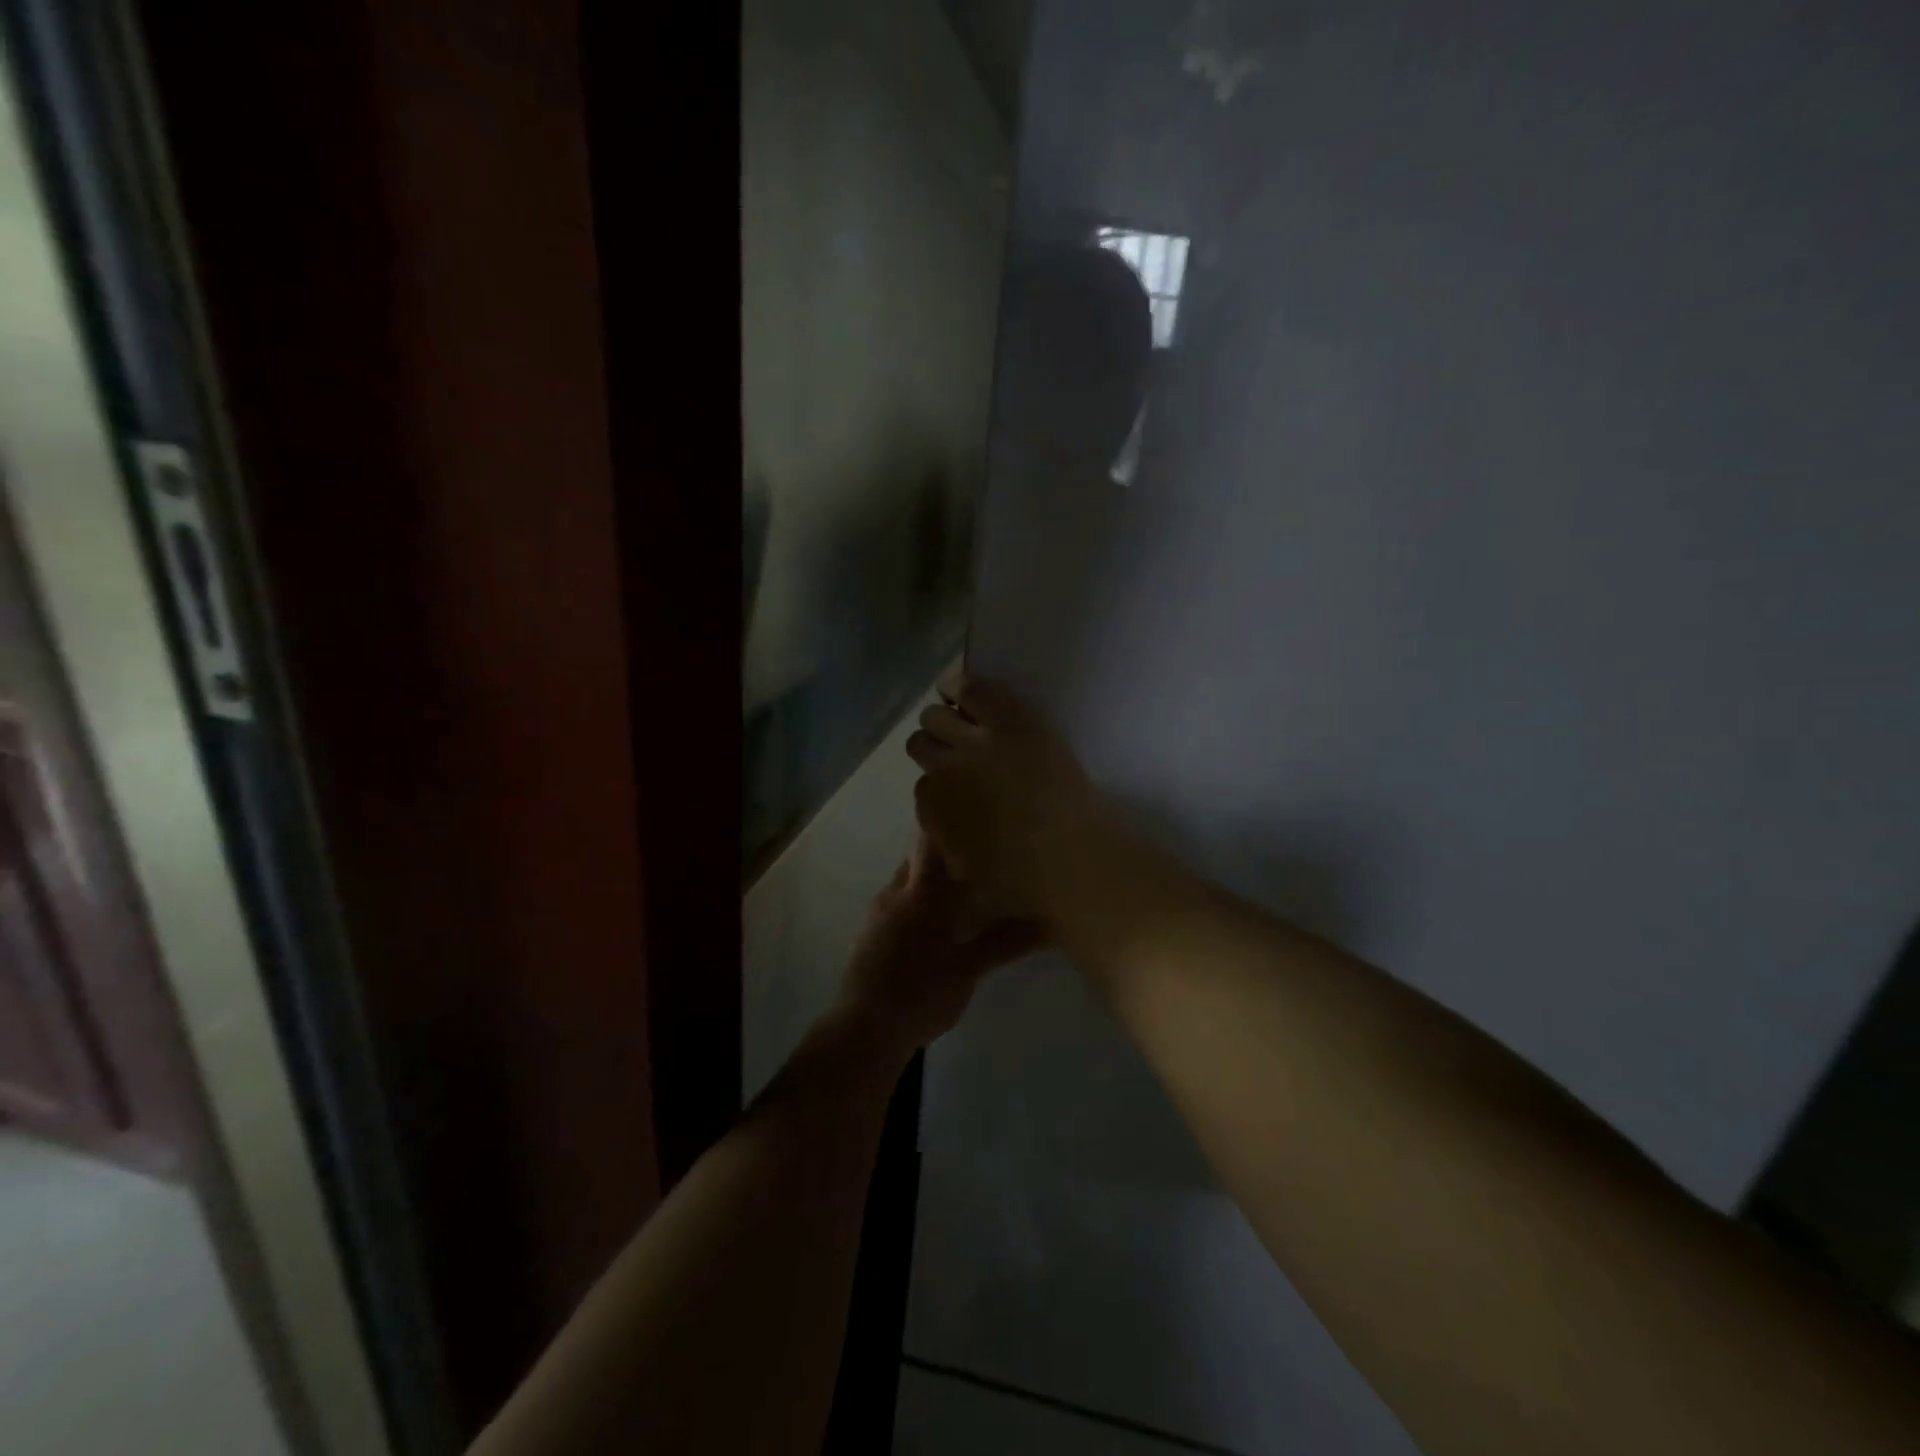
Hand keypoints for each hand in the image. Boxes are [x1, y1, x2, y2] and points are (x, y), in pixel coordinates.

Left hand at [837, 836, 1042, 1054]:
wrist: (863, 1029)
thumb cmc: (919, 993)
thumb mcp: (967, 970)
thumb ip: (1003, 943)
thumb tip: (1047, 925)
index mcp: (920, 893)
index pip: (929, 840)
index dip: (946, 820)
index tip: (970, 807)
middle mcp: (895, 892)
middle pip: (919, 858)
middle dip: (944, 851)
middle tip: (979, 849)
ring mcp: (878, 913)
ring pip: (907, 881)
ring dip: (931, 879)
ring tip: (963, 883)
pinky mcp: (870, 934)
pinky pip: (897, 903)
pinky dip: (918, 901)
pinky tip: (936, 921)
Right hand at [907, 671, 1121, 925]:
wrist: (1075, 860)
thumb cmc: (1023, 882)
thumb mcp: (968, 874)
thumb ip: (948, 846)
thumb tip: (944, 828)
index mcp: (933, 808)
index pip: (921, 787)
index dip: (937, 787)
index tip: (952, 790)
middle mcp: (945, 769)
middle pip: (921, 743)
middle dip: (932, 747)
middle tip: (950, 750)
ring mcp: (978, 742)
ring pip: (937, 714)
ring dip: (940, 716)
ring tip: (949, 711)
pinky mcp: (1012, 721)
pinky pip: (975, 690)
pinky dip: (960, 686)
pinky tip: (954, 685)